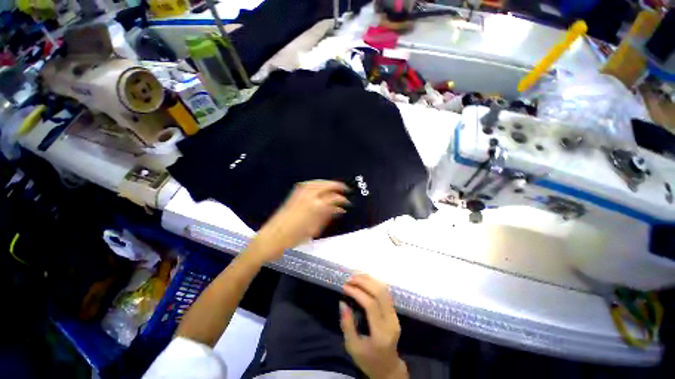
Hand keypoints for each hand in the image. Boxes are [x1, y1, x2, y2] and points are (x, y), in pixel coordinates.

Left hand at [245, 180, 349, 262]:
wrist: (271, 238)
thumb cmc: (294, 238)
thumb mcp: (315, 229)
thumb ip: (327, 216)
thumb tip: (339, 210)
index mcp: (315, 207)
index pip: (333, 199)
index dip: (342, 200)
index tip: (347, 203)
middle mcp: (308, 196)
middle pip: (326, 186)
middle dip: (337, 186)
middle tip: (345, 189)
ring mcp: (299, 194)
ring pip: (317, 183)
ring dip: (327, 183)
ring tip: (334, 185)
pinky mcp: (293, 195)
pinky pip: (308, 184)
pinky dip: (317, 183)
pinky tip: (320, 186)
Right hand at [340, 274, 407, 378]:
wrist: (388, 367)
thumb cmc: (368, 359)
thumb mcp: (353, 347)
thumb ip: (347, 324)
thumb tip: (342, 302)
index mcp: (381, 333)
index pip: (371, 305)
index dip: (357, 293)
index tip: (345, 287)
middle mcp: (391, 322)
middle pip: (380, 293)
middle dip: (364, 282)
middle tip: (350, 279)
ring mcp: (395, 316)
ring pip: (384, 290)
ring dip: (369, 280)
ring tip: (355, 276)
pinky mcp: (394, 312)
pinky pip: (385, 293)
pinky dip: (374, 283)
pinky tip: (364, 280)